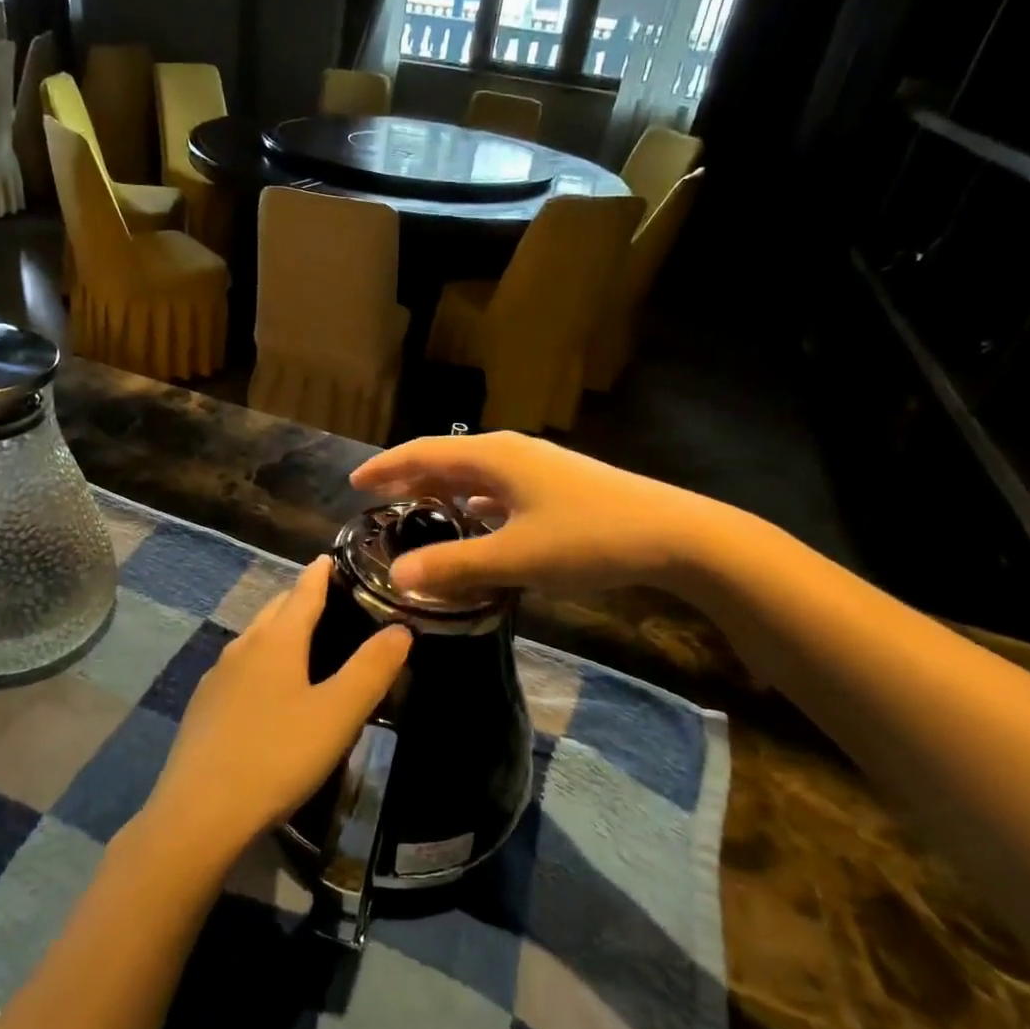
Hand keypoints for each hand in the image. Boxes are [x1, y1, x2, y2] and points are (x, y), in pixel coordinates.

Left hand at [138, 557, 411, 870]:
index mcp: (276, 639)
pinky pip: (239, 667)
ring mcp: (217, 676)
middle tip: (330, 601)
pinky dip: (261, 661)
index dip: (320, 573)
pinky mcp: (203, 706)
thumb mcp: (338, 714)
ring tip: (304, 642)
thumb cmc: (278, 755)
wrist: (199, 813)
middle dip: (300, 599)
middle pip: (275, 610)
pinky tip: (268, 689)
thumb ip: (371, 668)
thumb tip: (401, 627)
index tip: (332, 557)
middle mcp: (243, 646)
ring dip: (278, 630)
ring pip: (254, 638)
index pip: (303, 590)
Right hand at [350, 431, 741, 597]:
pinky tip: (476, 521)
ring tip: (419, 512)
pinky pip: (499, 489)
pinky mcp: (557, 487)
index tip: (354, 483)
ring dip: (444, 491)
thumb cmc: (588, 538)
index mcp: (493, 458)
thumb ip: (453, 566)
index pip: (423, 453)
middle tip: (379, 500)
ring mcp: (538, 468)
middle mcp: (511, 453)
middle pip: (447, 460)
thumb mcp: (515, 557)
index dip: (386, 468)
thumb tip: (398, 575)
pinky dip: (475, 503)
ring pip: (475, 475)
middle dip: (411, 478)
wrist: (675, 534)